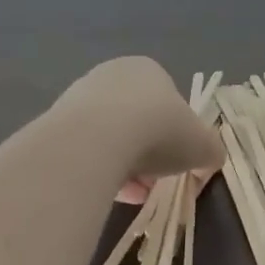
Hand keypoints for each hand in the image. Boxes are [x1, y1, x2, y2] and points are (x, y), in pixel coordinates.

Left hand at [55, 57, 223, 189]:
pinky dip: (97, 170)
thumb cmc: (159, 130)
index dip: (176, 137)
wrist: (97, 139)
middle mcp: (112, 75)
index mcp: (149, 70)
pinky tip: (104, 191)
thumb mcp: (203, 145)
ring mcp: (79, 97)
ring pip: (109, 138)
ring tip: (130, 195)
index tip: (177, 163)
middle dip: (147, 155)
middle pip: (137, 122)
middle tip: (153, 184)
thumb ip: (210, 151)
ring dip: (123, 166)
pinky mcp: (54, 122)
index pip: (168, 103)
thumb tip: (210, 160)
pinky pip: (84, 151)